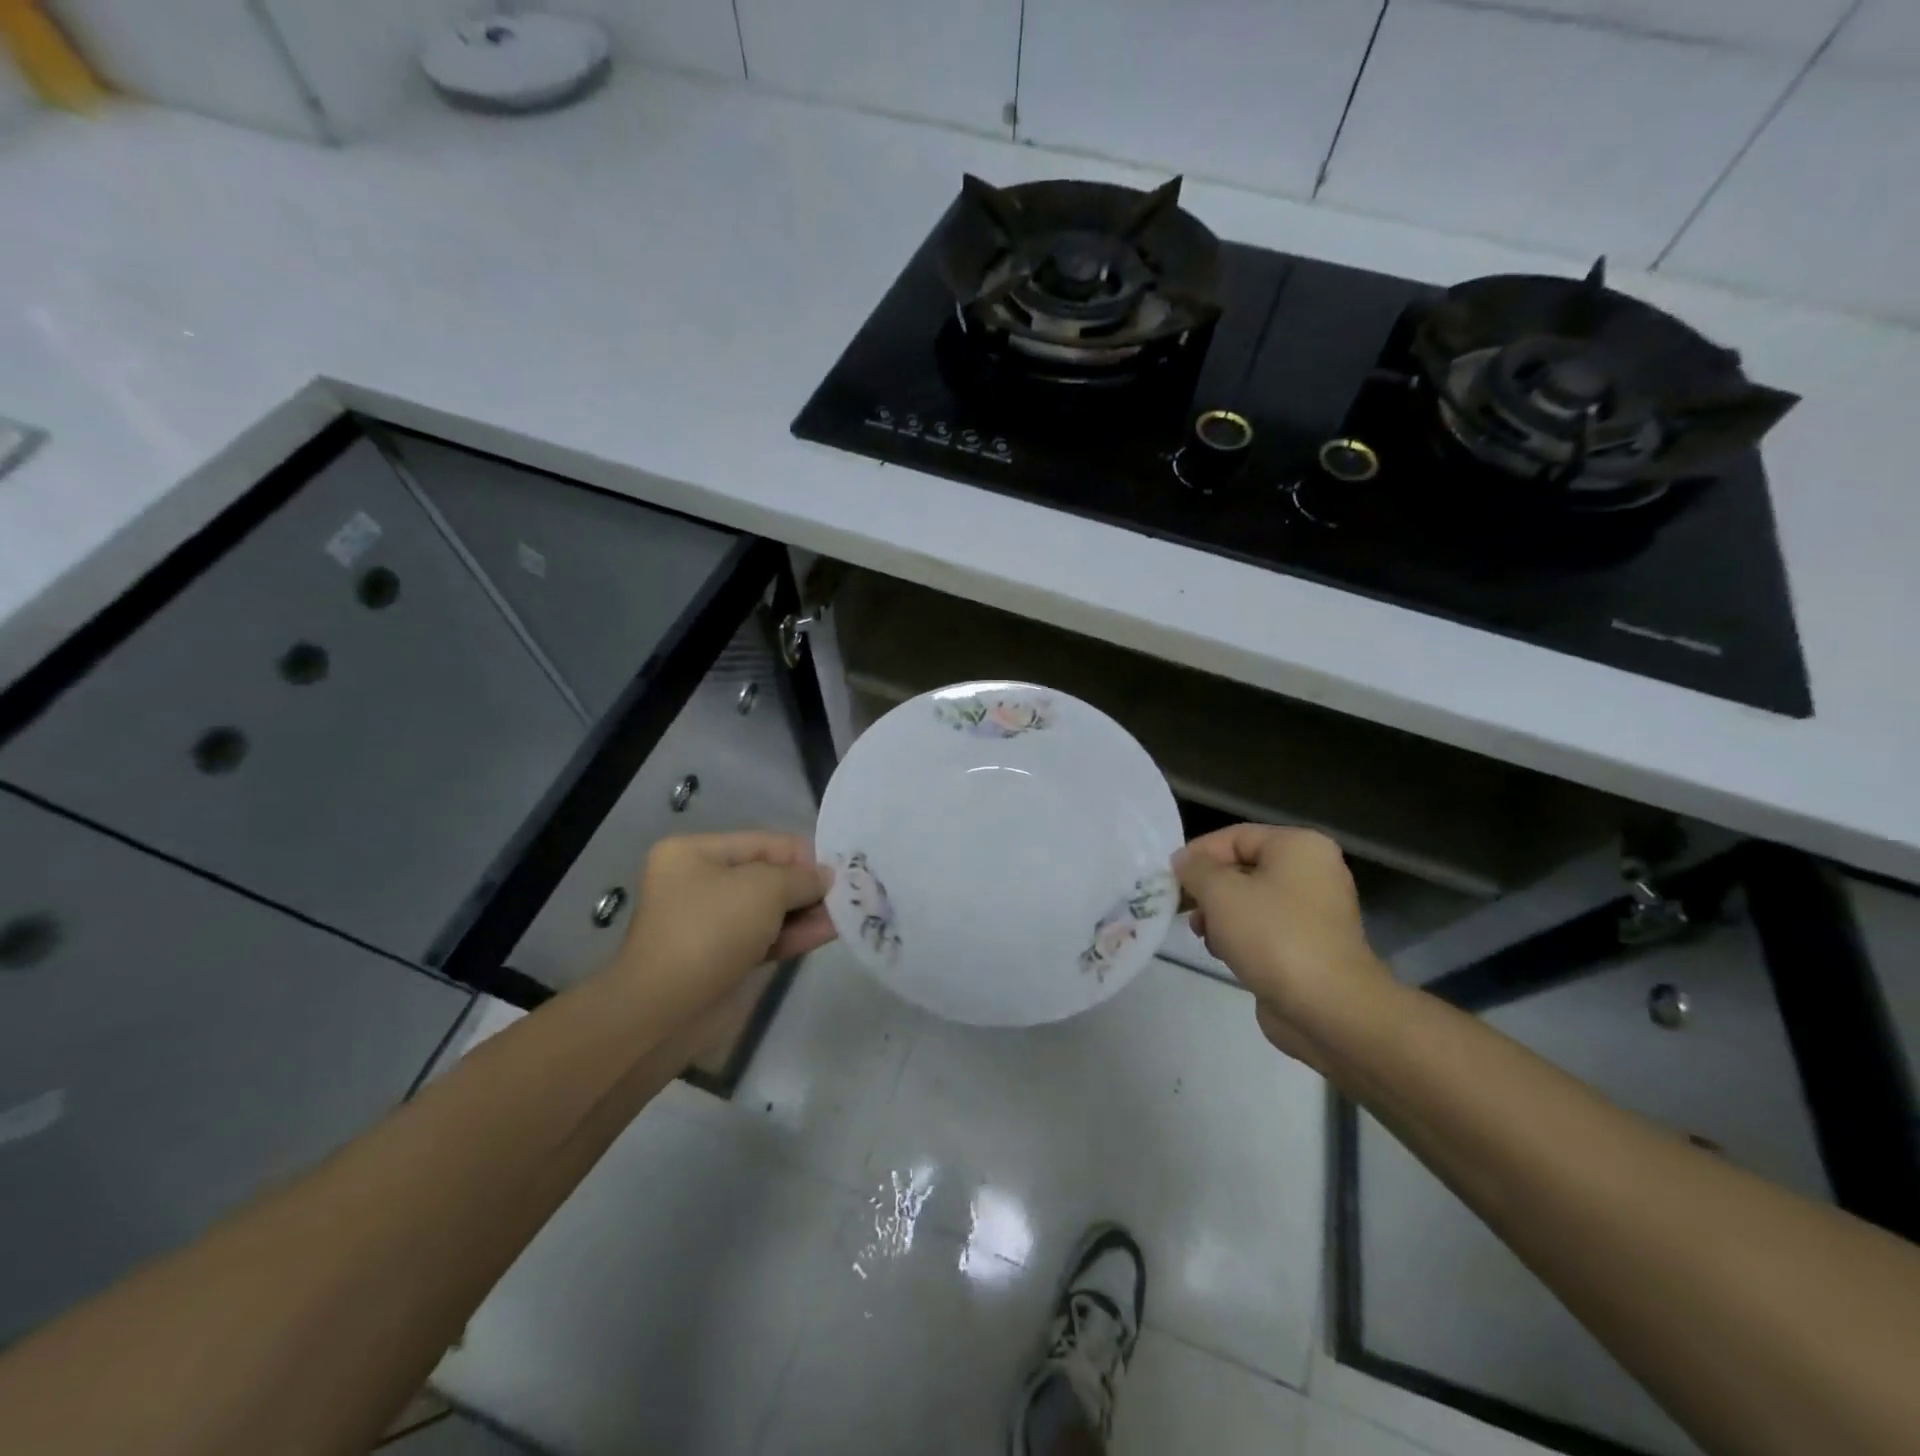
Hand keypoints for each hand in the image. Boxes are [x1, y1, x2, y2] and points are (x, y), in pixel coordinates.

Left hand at [609, 832, 835, 1019]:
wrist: (666, 1012)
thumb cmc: (710, 930)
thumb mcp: (764, 889)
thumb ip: (801, 878)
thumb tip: (825, 877)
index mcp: (693, 853)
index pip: (762, 842)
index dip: (802, 855)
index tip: (838, 870)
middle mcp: (699, 883)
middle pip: (766, 876)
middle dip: (805, 886)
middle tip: (846, 894)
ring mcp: (710, 924)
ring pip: (769, 910)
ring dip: (806, 912)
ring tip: (846, 913)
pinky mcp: (723, 959)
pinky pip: (766, 938)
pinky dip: (795, 934)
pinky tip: (830, 931)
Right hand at [1173, 824, 1392, 1064]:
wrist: (1328, 1009)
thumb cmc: (1273, 936)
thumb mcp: (1221, 893)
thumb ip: (1195, 869)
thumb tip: (1183, 861)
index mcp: (1299, 847)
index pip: (1235, 836)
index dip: (1198, 854)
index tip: (1171, 879)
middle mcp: (1313, 872)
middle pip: (1243, 868)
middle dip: (1208, 889)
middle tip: (1184, 909)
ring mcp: (1315, 912)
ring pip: (1251, 901)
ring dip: (1220, 915)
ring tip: (1203, 935)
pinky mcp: (1310, 947)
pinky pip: (1265, 929)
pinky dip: (1241, 937)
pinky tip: (1224, 954)